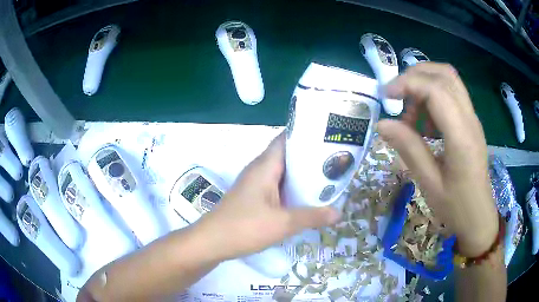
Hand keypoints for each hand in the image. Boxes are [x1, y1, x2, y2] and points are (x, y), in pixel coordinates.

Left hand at [194, 132, 340, 259]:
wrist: (213, 242)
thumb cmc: (246, 227)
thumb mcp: (284, 223)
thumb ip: (313, 216)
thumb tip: (339, 213)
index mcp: (265, 166)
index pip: (286, 138)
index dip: (306, 135)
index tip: (328, 137)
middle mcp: (259, 169)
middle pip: (287, 154)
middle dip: (309, 156)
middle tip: (334, 160)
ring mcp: (255, 183)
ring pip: (282, 171)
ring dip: (301, 174)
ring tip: (326, 176)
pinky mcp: (253, 197)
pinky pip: (276, 185)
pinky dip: (291, 187)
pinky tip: (305, 197)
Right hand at [378, 62, 497, 256]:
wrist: (479, 217)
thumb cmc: (456, 207)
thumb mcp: (429, 183)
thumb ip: (408, 148)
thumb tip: (382, 123)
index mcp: (461, 135)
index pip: (435, 89)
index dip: (407, 84)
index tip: (386, 96)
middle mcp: (470, 118)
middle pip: (444, 74)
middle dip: (416, 75)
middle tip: (397, 96)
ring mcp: (472, 118)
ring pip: (448, 80)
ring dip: (425, 85)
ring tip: (411, 115)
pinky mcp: (471, 123)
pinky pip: (452, 95)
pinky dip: (433, 97)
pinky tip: (426, 124)